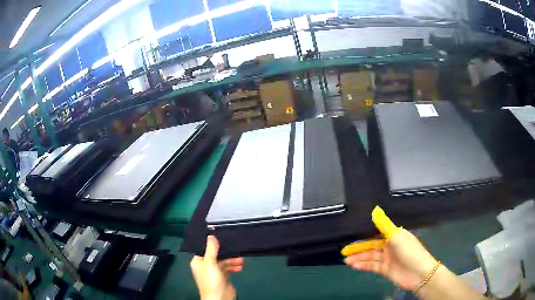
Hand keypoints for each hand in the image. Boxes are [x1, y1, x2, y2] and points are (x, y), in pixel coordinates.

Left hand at [190, 235, 243, 299]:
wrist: (219, 298)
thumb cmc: (211, 280)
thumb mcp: (210, 263)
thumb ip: (211, 249)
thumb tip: (211, 234)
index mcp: (198, 261)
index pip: (205, 249)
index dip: (213, 244)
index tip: (222, 237)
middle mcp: (205, 266)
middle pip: (216, 255)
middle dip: (226, 253)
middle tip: (236, 249)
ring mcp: (214, 272)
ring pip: (224, 262)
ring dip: (232, 261)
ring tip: (241, 261)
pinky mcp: (223, 277)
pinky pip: (228, 269)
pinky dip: (234, 267)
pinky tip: (240, 267)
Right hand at [344, 228, 436, 290]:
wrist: (419, 274)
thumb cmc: (409, 252)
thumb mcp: (396, 236)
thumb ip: (384, 225)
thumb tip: (375, 209)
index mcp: (395, 235)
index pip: (377, 233)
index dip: (364, 234)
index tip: (351, 235)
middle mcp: (391, 246)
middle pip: (372, 246)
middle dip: (359, 248)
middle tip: (344, 251)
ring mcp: (388, 259)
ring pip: (371, 257)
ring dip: (359, 258)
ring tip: (347, 261)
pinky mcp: (386, 270)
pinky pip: (373, 266)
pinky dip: (364, 266)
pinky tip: (355, 266)